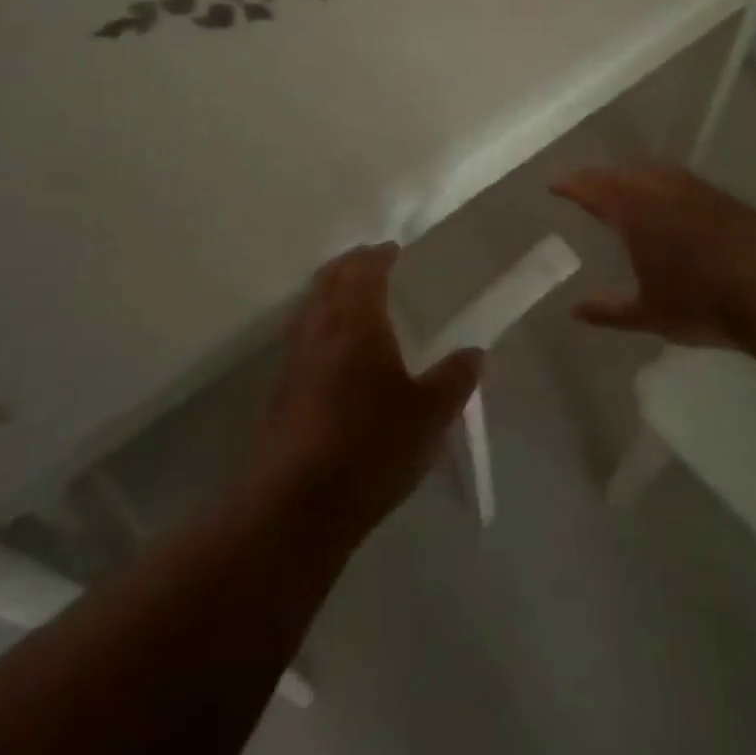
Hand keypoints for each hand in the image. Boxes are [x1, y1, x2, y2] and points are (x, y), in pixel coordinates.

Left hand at [254, 244, 482, 538]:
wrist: (299, 503)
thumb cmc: (372, 447)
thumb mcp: (430, 416)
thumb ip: (455, 379)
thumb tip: (476, 352)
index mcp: (357, 322)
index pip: (364, 271)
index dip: (379, 256)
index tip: (394, 251)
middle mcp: (320, 328)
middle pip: (329, 279)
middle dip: (350, 265)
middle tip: (372, 264)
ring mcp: (294, 357)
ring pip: (310, 305)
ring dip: (330, 291)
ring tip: (353, 300)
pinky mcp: (279, 388)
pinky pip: (301, 335)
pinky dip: (318, 322)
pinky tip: (333, 350)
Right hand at [554, 165, 755, 347]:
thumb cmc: (703, 303)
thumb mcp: (649, 314)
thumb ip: (609, 311)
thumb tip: (574, 311)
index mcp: (633, 211)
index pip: (591, 188)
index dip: (570, 185)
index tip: (554, 185)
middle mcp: (658, 189)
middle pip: (618, 173)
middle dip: (596, 178)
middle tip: (582, 186)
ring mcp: (693, 188)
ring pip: (649, 171)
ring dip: (628, 176)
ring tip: (620, 187)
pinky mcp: (720, 195)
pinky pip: (674, 178)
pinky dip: (657, 182)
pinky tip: (665, 197)